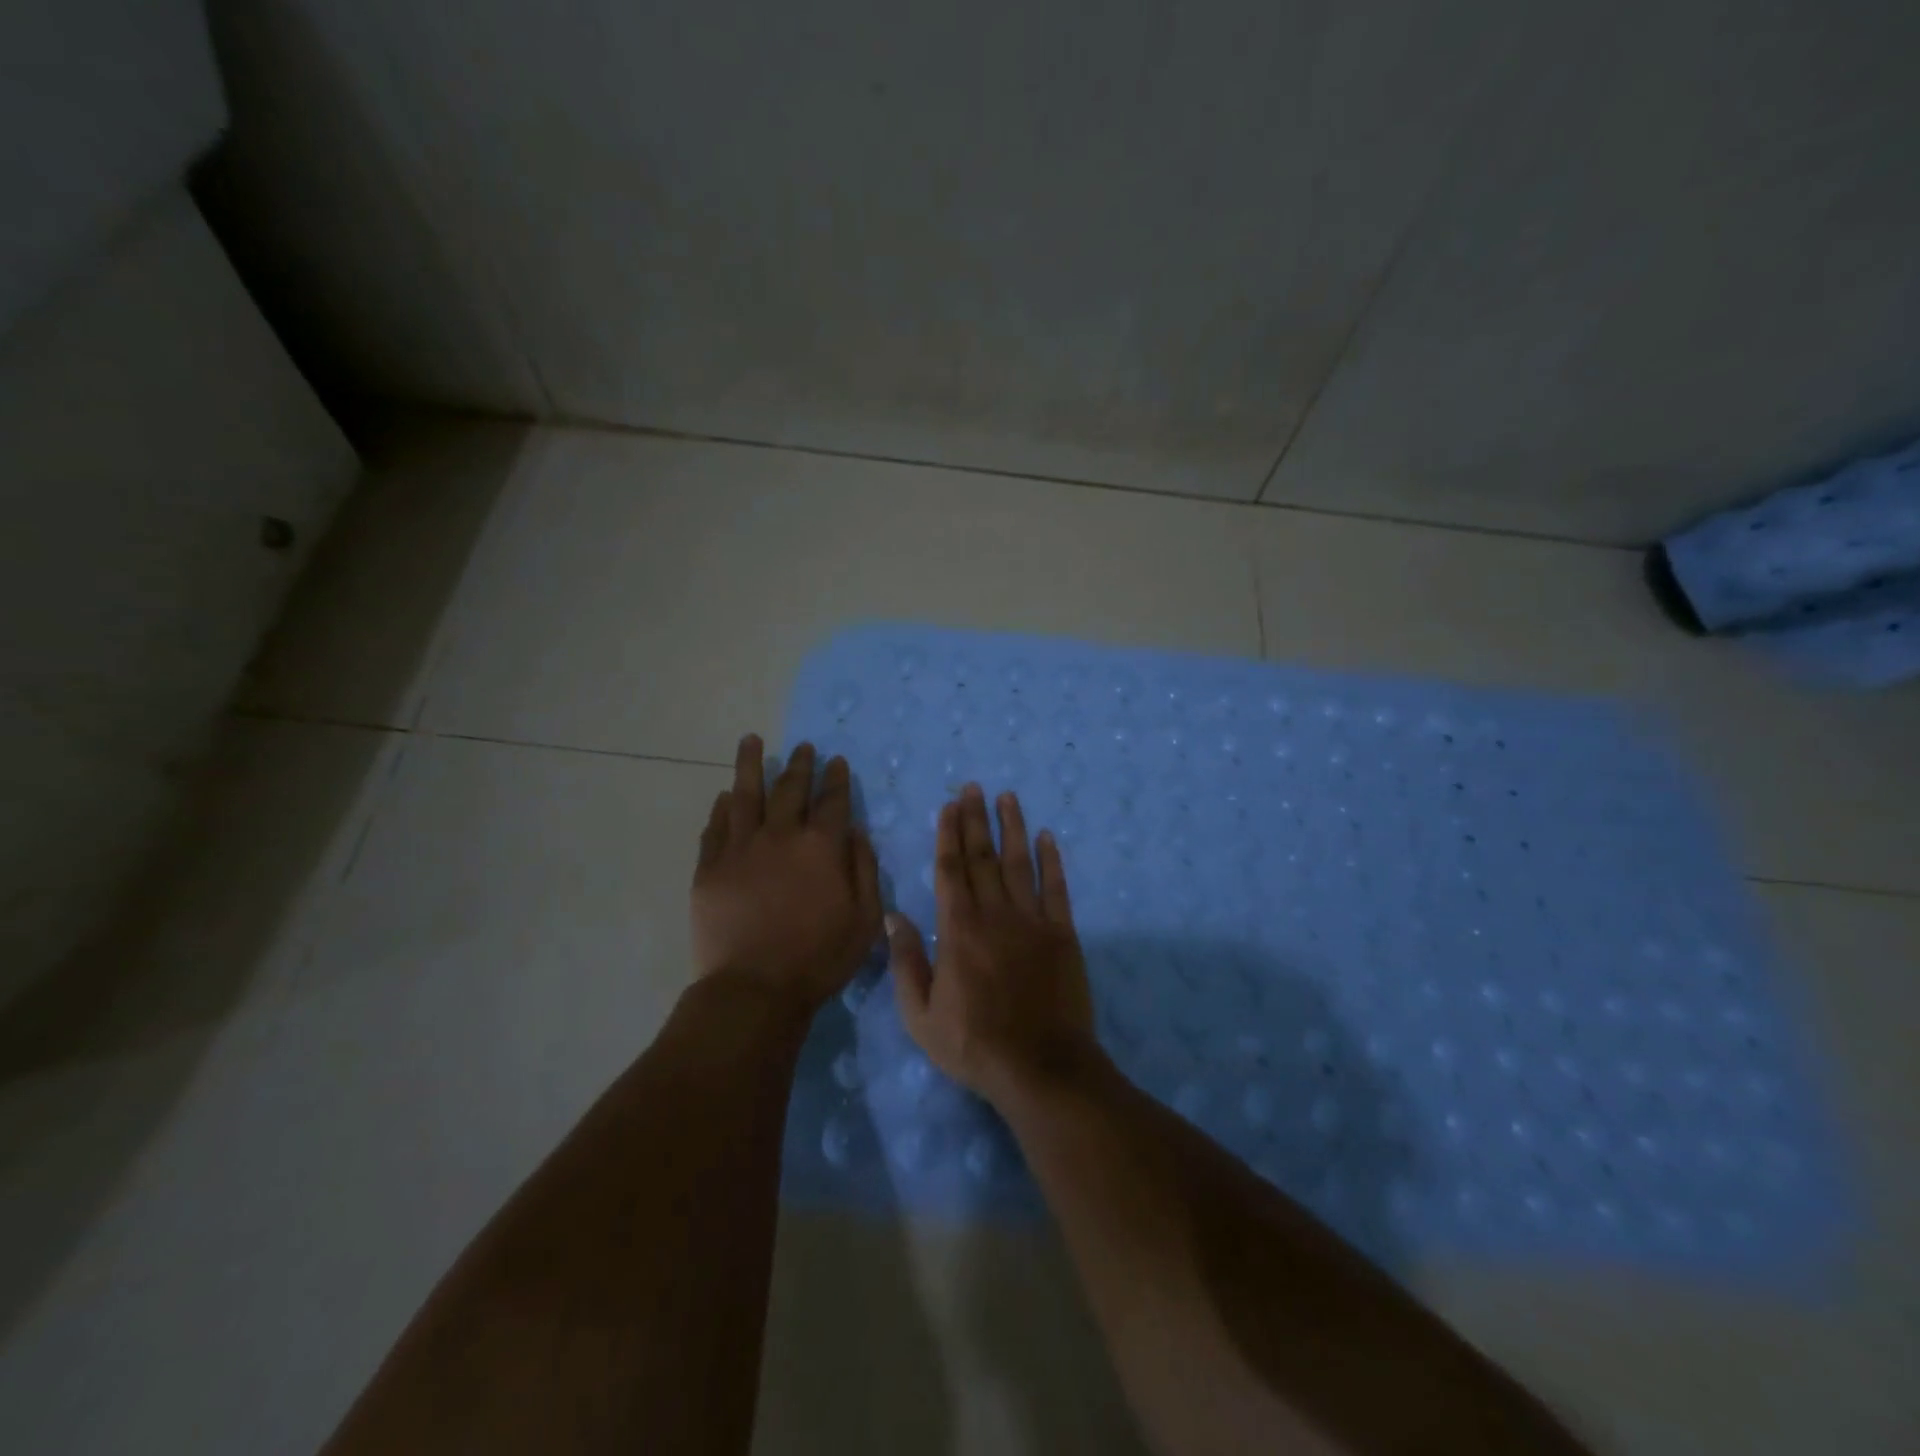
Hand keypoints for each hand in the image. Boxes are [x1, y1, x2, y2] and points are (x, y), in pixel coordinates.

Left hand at [692, 735, 882, 1011]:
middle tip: (804, 747)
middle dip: (800, 765)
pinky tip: (725, 796)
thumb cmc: (819, 958)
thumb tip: (856, 832)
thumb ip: (864, 870)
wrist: (754, 989)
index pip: (832, 800)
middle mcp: (780, 836)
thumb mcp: (864, 920)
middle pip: (790, 789)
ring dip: (750, 765)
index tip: (837, 761)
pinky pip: (716, 828)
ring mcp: (740, 849)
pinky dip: (722, 808)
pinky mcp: (709, 868)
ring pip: (745, 795)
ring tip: (751, 741)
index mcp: (821, 847)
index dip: (836, 779)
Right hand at [886, 784, 1097, 1106]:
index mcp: (957, 929)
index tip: (949, 806)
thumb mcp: (920, 1015)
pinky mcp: (1063, 933)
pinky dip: (1052, 860)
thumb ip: (906, 962)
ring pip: (1019, 863)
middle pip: (983, 856)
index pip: (950, 869)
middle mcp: (994, 913)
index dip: (948, 834)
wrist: (1041, 1067)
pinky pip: (1057, 888)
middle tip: (974, 787)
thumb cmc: (973, 1044)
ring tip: (1007, 797)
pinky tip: (1047, 837)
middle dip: (976, 819)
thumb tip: (891, 916)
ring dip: (1012, 828)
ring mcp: (1032, 920)